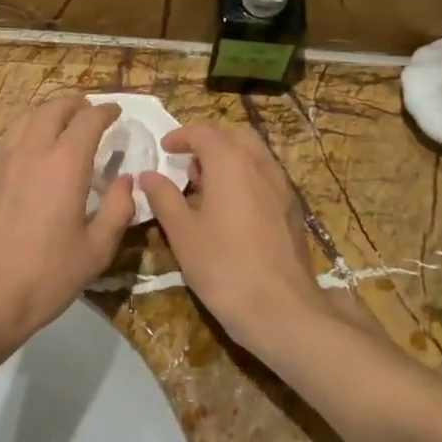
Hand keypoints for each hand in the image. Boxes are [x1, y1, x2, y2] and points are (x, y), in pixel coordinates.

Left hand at [0, 96, 135, 343]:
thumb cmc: (46, 274)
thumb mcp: (96, 249)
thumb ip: (117, 209)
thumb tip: (125, 181)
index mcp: (66, 162)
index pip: (89, 120)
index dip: (105, 111)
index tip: (116, 113)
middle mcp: (33, 149)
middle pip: (55, 108)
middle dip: (76, 104)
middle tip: (90, 112)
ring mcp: (3, 158)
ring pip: (27, 117)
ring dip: (49, 112)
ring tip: (62, 123)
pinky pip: (9, 135)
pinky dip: (27, 129)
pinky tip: (32, 148)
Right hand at [137, 123, 331, 356]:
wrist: (282, 309)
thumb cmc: (223, 266)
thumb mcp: (182, 233)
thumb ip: (164, 197)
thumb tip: (148, 175)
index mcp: (230, 163)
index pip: (204, 132)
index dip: (181, 136)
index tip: (165, 148)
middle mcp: (260, 165)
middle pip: (235, 135)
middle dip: (210, 142)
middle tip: (189, 166)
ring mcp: (282, 186)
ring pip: (255, 155)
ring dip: (230, 159)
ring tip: (208, 188)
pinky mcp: (293, 208)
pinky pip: (267, 176)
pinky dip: (247, 177)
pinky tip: (234, 210)